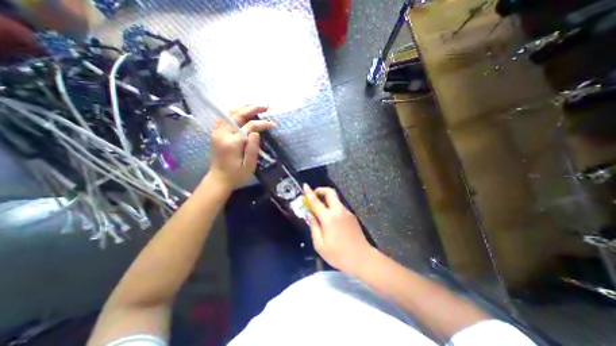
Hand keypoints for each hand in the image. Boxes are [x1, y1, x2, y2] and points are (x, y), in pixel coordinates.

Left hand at [207, 106, 273, 190]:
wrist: (219, 179)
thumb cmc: (236, 175)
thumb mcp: (249, 166)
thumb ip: (252, 149)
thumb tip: (256, 133)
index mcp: (232, 143)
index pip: (249, 126)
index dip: (262, 123)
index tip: (273, 124)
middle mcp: (222, 134)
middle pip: (238, 114)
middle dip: (253, 108)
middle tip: (266, 106)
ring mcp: (217, 132)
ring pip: (230, 113)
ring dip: (243, 107)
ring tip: (256, 106)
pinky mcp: (216, 133)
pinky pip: (225, 117)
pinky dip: (235, 112)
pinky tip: (243, 112)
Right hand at [304, 184, 374, 275]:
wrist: (362, 259)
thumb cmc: (339, 255)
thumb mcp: (320, 245)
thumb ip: (314, 227)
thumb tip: (310, 214)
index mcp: (329, 218)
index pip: (316, 201)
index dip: (309, 192)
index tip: (305, 185)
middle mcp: (339, 211)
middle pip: (330, 192)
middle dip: (321, 190)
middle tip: (314, 197)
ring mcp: (347, 212)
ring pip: (335, 199)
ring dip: (326, 199)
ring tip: (320, 210)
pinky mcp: (351, 216)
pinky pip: (339, 207)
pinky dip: (332, 207)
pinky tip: (330, 219)